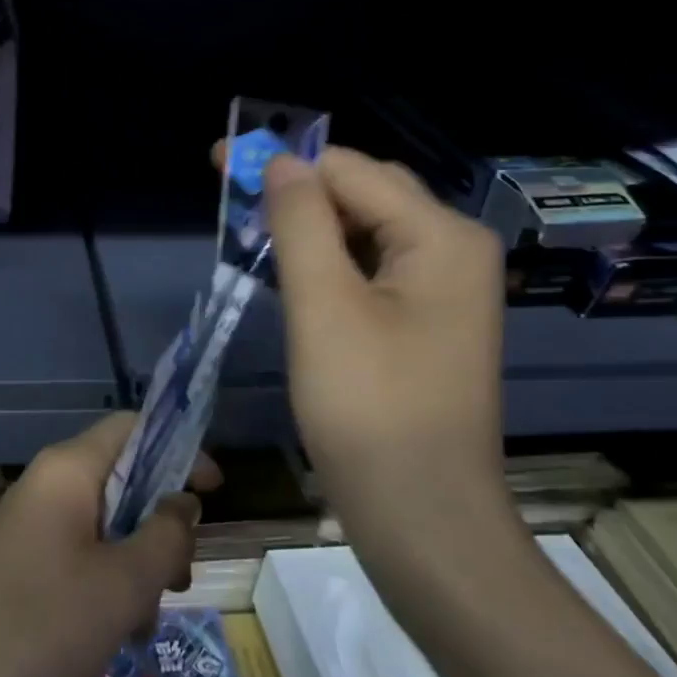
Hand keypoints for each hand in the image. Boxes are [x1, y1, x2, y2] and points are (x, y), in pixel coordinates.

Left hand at [0, 413, 217, 676]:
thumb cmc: (42, 627)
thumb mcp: (124, 584)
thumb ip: (166, 534)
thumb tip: (183, 501)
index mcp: (67, 470)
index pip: (133, 427)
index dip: (180, 449)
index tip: (215, 493)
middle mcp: (45, 485)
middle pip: (122, 479)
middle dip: (160, 524)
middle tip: (179, 579)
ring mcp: (28, 525)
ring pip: (104, 524)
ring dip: (136, 563)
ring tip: (143, 620)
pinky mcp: (19, 563)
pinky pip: (78, 554)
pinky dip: (106, 583)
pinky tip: (113, 635)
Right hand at [258, 146, 509, 547]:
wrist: (421, 515)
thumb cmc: (368, 408)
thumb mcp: (323, 306)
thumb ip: (301, 223)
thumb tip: (281, 162)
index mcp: (440, 236)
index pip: (351, 170)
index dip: (284, 160)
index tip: (222, 161)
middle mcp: (454, 250)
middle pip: (366, 193)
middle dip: (298, 186)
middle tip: (234, 194)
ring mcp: (445, 289)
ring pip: (367, 231)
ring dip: (310, 223)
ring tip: (252, 226)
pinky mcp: (425, 323)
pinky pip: (373, 268)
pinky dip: (329, 259)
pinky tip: (291, 268)